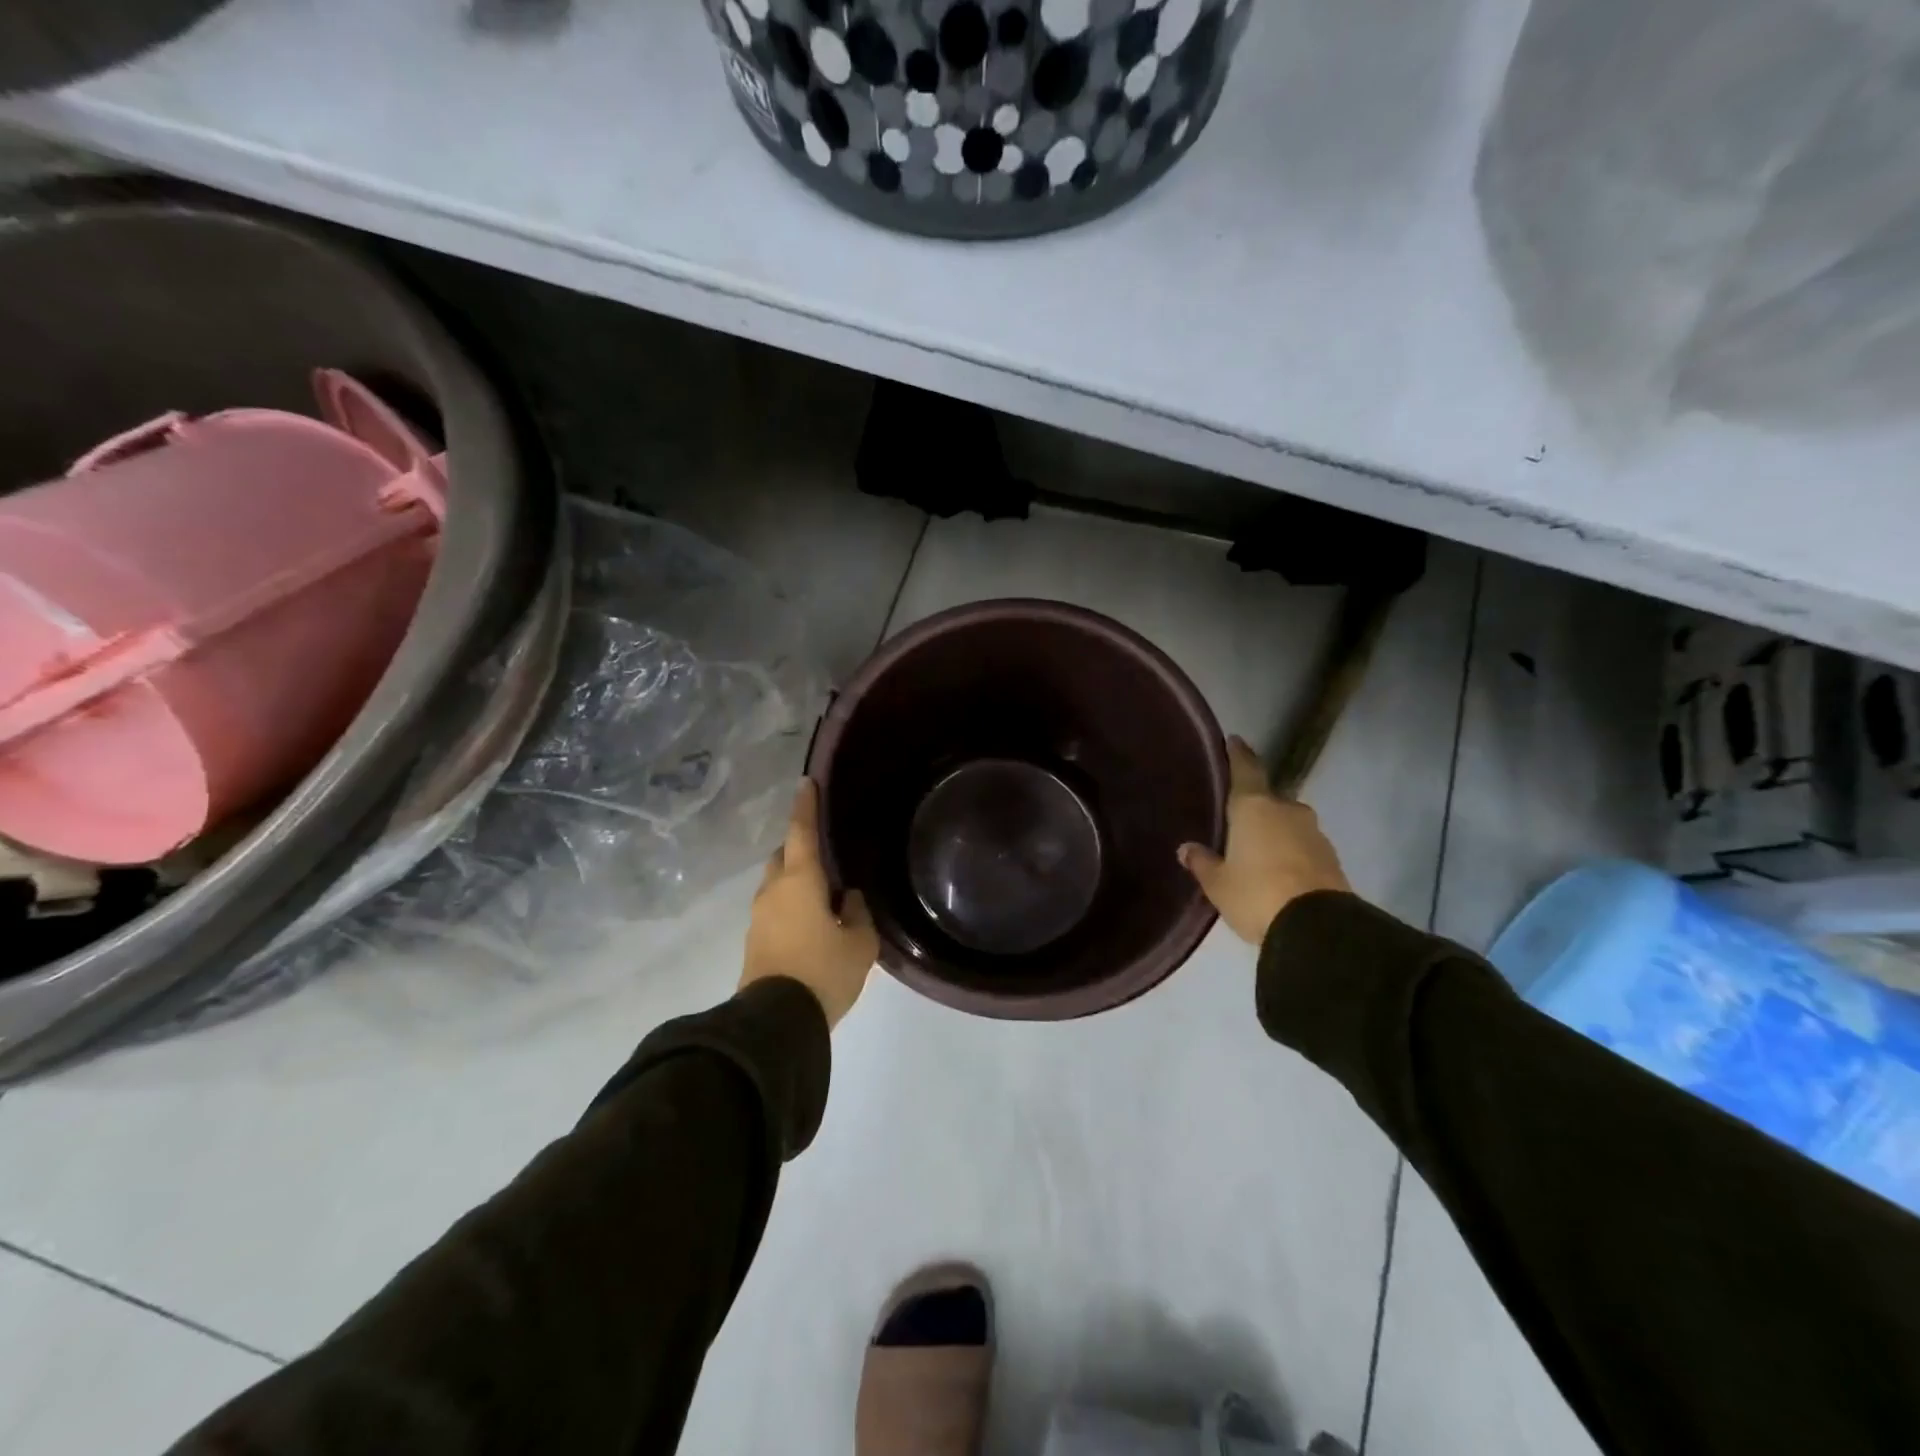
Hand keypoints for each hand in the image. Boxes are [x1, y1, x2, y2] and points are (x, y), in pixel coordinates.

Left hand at [741, 780, 877, 1027]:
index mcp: (800, 881)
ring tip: (823, 899)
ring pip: (777, 885)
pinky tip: (811, 925)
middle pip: (783, 856)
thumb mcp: (860, 944)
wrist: (776, 1023)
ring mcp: (758, 917)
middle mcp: (773, 891)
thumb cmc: (823, 972)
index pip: (801, 832)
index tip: (806, 782)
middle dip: (800, 850)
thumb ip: (857, 914)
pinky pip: (774, 909)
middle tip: (826, 858)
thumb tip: (848, 900)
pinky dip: (790, 906)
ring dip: (795, 882)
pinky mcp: (754, 941)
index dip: (805, 806)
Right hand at [1178, 736, 1350, 945]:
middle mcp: (1287, 810)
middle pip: (1269, 798)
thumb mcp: (1218, 883)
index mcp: (1254, 807)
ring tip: (1257, 848)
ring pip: (1288, 822)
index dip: (1238, 754)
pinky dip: (1290, 851)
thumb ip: (1202, 862)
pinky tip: (1278, 868)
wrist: (1317, 928)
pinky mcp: (1331, 858)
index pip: (1245, 769)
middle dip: (1255, 805)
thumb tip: (1187, 848)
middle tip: (1237, 818)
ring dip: (1275, 830)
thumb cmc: (1256, 894)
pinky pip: (1303, 845)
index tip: (1234, 740)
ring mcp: (1314, 833)